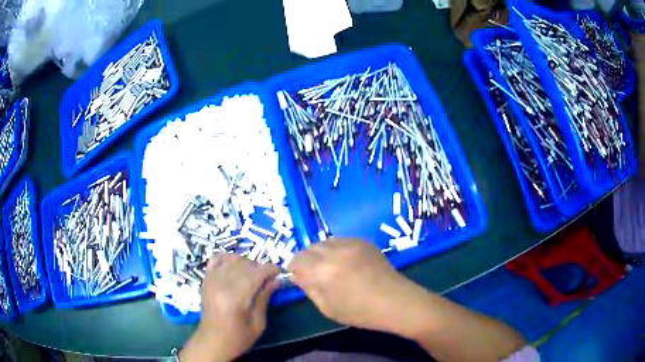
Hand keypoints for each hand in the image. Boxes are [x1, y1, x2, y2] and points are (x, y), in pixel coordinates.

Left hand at [180, 254, 279, 361]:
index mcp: (235, 298)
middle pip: (245, 264)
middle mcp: (221, 284)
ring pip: (232, 259)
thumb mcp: (258, 324)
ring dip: (246, 263)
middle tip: (268, 279)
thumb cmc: (238, 338)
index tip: (280, 273)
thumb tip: (276, 280)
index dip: (271, 269)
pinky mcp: (206, 279)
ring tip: (253, 275)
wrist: (212, 342)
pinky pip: (216, 259)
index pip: (256, 273)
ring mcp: (211, 280)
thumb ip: (265, 299)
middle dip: (260, 268)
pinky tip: (235, 267)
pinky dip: (228, 258)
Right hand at [288, 238, 428, 333]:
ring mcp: (351, 243)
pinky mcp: (363, 241)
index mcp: (323, 271)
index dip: (294, 268)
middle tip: (313, 273)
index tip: (298, 276)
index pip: (297, 259)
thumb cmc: (360, 312)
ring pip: (324, 242)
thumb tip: (297, 275)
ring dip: (320, 253)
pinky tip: (345, 262)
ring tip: (329, 267)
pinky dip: (336, 249)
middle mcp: (335, 251)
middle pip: (309, 248)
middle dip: (306, 259)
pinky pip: (340, 240)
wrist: (395, 301)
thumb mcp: (327, 307)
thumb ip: (308, 288)